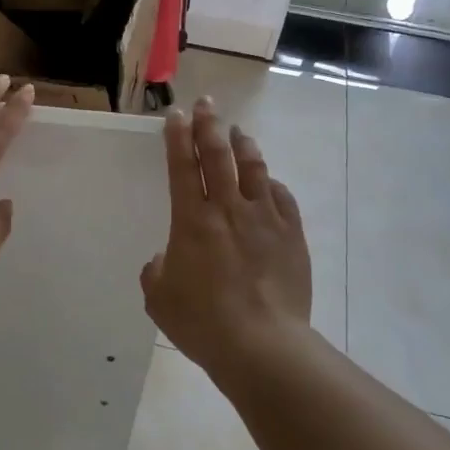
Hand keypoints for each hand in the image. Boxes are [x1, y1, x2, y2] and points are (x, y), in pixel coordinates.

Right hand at [140, 96, 312, 368]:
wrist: (262, 344)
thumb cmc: (203, 322)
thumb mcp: (159, 299)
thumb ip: (156, 271)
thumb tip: (166, 259)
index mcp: (191, 220)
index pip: (182, 166)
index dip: (177, 137)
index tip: (176, 115)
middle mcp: (228, 209)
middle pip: (217, 155)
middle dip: (208, 125)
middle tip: (206, 104)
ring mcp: (264, 219)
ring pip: (254, 169)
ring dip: (243, 145)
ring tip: (238, 131)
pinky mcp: (292, 236)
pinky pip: (283, 198)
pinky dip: (272, 184)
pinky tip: (270, 182)